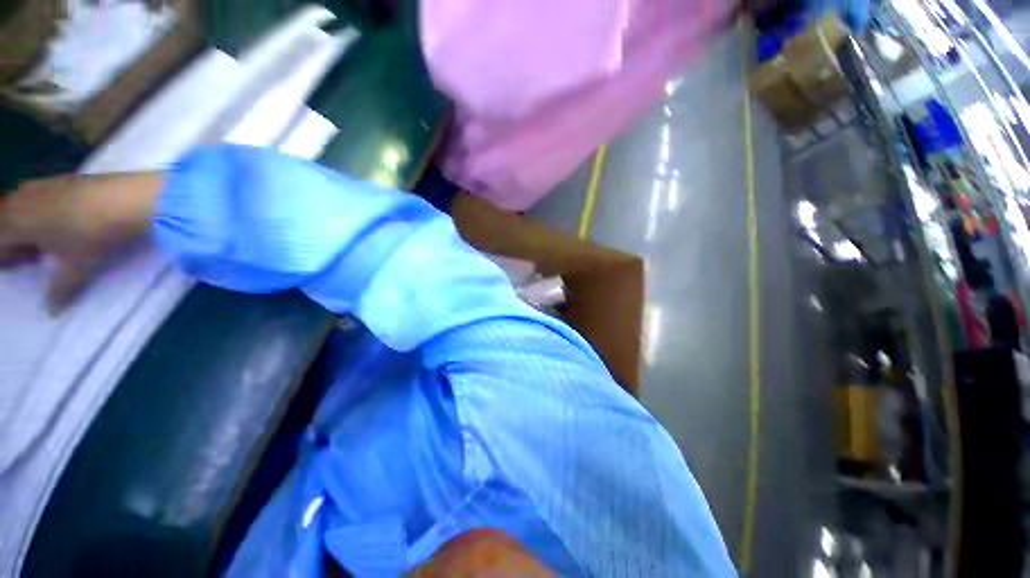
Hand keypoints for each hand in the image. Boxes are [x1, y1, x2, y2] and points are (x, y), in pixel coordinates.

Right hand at [0, 172, 162, 312]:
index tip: (16, 269)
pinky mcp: (63, 179)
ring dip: (24, 224)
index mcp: (15, 222)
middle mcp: (22, 199)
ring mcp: (42, 185)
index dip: (5, 258)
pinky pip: (39, 195)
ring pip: (19, 206)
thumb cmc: (93, 234)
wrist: (127, 199)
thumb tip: (53, 312)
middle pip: (5, 222)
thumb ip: (60, 290)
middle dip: (11, 241)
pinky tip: (59, 222)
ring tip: (44, 244)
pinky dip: (40, 210)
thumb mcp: (77, 268)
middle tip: (28, 258)